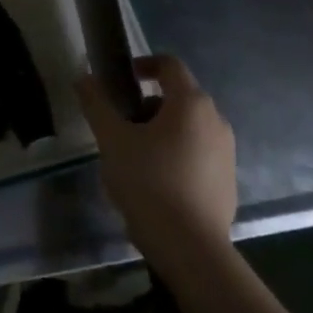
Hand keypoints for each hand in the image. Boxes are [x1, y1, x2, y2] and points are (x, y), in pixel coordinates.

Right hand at [78, 55, 236, 264]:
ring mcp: (226, 152)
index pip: (169, 65)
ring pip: (188, 127)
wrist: (190, 248)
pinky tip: (155, 181)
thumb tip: (84, 77)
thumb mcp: (112, 140)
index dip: (143, 64)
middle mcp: (216, 121)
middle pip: (178, 97)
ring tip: (134, 157)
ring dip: (160, 131)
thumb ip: (96, 104)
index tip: (120, 80)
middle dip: (146, 105)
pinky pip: (198, 153)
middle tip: (120, 126)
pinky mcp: (228, 180)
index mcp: (191, 103)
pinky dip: (176, 154)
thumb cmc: (149, 182)